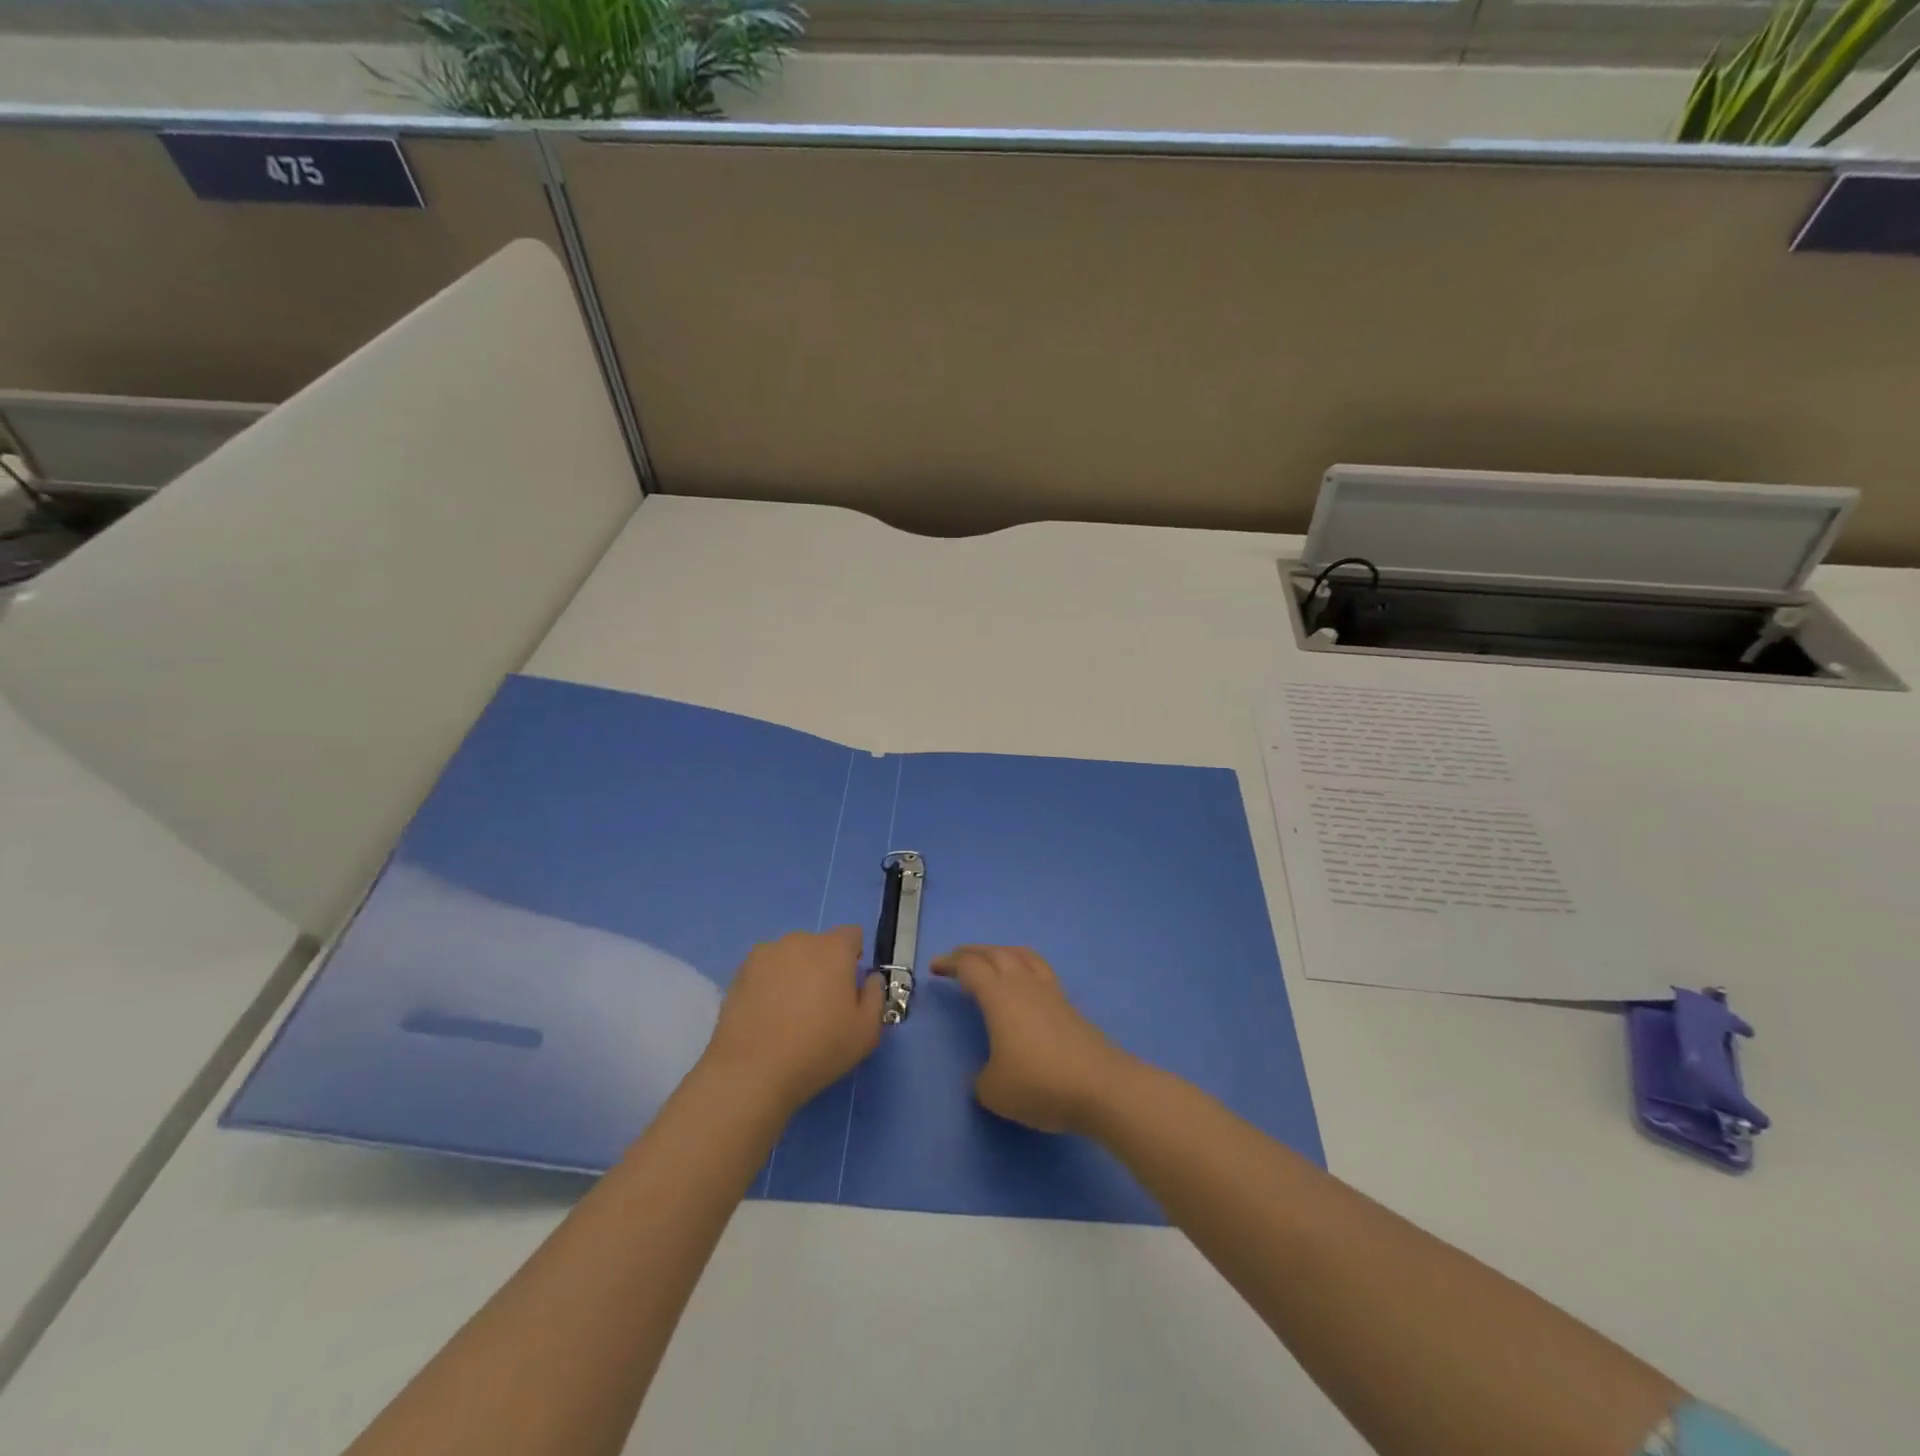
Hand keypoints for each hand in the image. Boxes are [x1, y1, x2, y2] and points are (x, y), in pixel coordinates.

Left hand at [702, 927, 884, 1114]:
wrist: (751, 1072)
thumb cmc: (818, 1049)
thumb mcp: (867, 1031)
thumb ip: (875, 996)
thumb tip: (869, 978)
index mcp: (834, 949)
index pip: (852, 935)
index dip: (854, 957)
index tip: (848, 988)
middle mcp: (799, 941)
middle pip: (819, 945)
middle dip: (823, 966)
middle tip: (819, 1005)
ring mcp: (765, 954)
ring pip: (790, 956)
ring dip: (795, 973)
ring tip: (788, 1012)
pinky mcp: (739, 972)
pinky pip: (765, 970)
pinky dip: (769, 984)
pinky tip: (765, 1016)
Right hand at [931, 945, 1136, 1134]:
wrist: (1101, 1087)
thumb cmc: (1040, 1084)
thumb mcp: (995, 1091)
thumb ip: (982, 1079)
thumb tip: (988, 1074)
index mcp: (999, 996)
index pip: (970, 967)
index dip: (950, 963)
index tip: (935, 968)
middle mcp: (1023, 984)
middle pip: (995, 953)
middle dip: (972, 952)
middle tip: (956, 960)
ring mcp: (1050, 992)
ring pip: (1022, 955)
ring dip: (1001, 953)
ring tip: (991, 961)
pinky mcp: (1069, 1005)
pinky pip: (1040, 971)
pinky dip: (1024, 967)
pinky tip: (1024, 986)